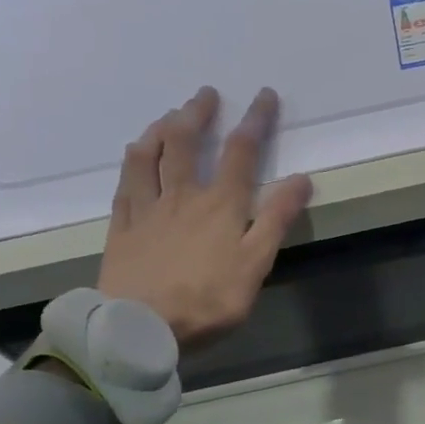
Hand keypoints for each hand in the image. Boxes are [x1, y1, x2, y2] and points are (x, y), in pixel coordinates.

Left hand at [96, 86, 312, 344]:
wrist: (139, 329)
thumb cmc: (206, 301)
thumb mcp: (255, 265)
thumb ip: (276, 220)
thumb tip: (301, 179)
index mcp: (220, 205)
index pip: (241, 151)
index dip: (255, 120)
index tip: (263, 96)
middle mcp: (182, 196)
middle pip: (186, 142)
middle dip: (198, 113)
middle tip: (205, 94)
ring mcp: (147, 210)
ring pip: (149, 156)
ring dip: (160, 128)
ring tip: (169, 115)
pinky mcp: (122, 228)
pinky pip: (125, 184)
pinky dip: (133, 161)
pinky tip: (135, 154)